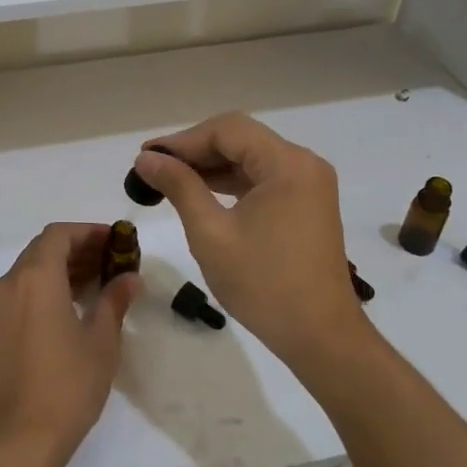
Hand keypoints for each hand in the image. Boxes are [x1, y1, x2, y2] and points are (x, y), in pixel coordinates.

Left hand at [0, 223, 139, 466]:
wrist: (18, 438)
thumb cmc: (67, 385)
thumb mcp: (101, 342)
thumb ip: (114, 301)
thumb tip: (129, 278)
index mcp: (36, 277)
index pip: (59, 234)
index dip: (87, 231)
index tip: (114, 240)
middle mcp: (10, 283)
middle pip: (42, 250)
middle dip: (76, 249)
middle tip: (110, 261)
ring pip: (29, 271)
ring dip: (60, 269)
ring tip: (96, 283)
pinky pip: (20, 293)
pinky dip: (44, 288)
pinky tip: (70, 308)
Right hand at [132, 113, 364, 367]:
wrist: (320, 336)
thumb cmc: (263, 284)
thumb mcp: (211, 233)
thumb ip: (179, 187)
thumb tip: (146, 158)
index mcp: (288, 164)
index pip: (228, 130)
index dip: (183, 140)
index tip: (146, 156)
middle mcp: (304, 164)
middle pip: (241, 139)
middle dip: (195, 151)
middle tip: (152, 168)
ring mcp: (308, 185)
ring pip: (250, 159)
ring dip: (211, 167)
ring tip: (168, 180)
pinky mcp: (306, 205)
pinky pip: (262, 180)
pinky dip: (231, 184)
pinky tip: (200, 194)